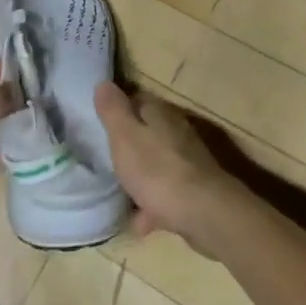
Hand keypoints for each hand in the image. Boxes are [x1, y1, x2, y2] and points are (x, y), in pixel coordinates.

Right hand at [94, 83, 242, 254]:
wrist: (205, 213)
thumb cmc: (158, 171)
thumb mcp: (125, 137)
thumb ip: (113, 111)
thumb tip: (103, 82)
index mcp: (159, 113)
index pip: (136, 99)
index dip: (118, 108)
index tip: (100, 121)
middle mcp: (177, 130)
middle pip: (148, 131)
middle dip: (129, 144)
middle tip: (106, 159)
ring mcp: (188, 160)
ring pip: (158, 162)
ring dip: (141, 176)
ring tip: (120, 195)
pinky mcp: (196, 188)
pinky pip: (167, 191)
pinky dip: (153, 203)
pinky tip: (141, 222)